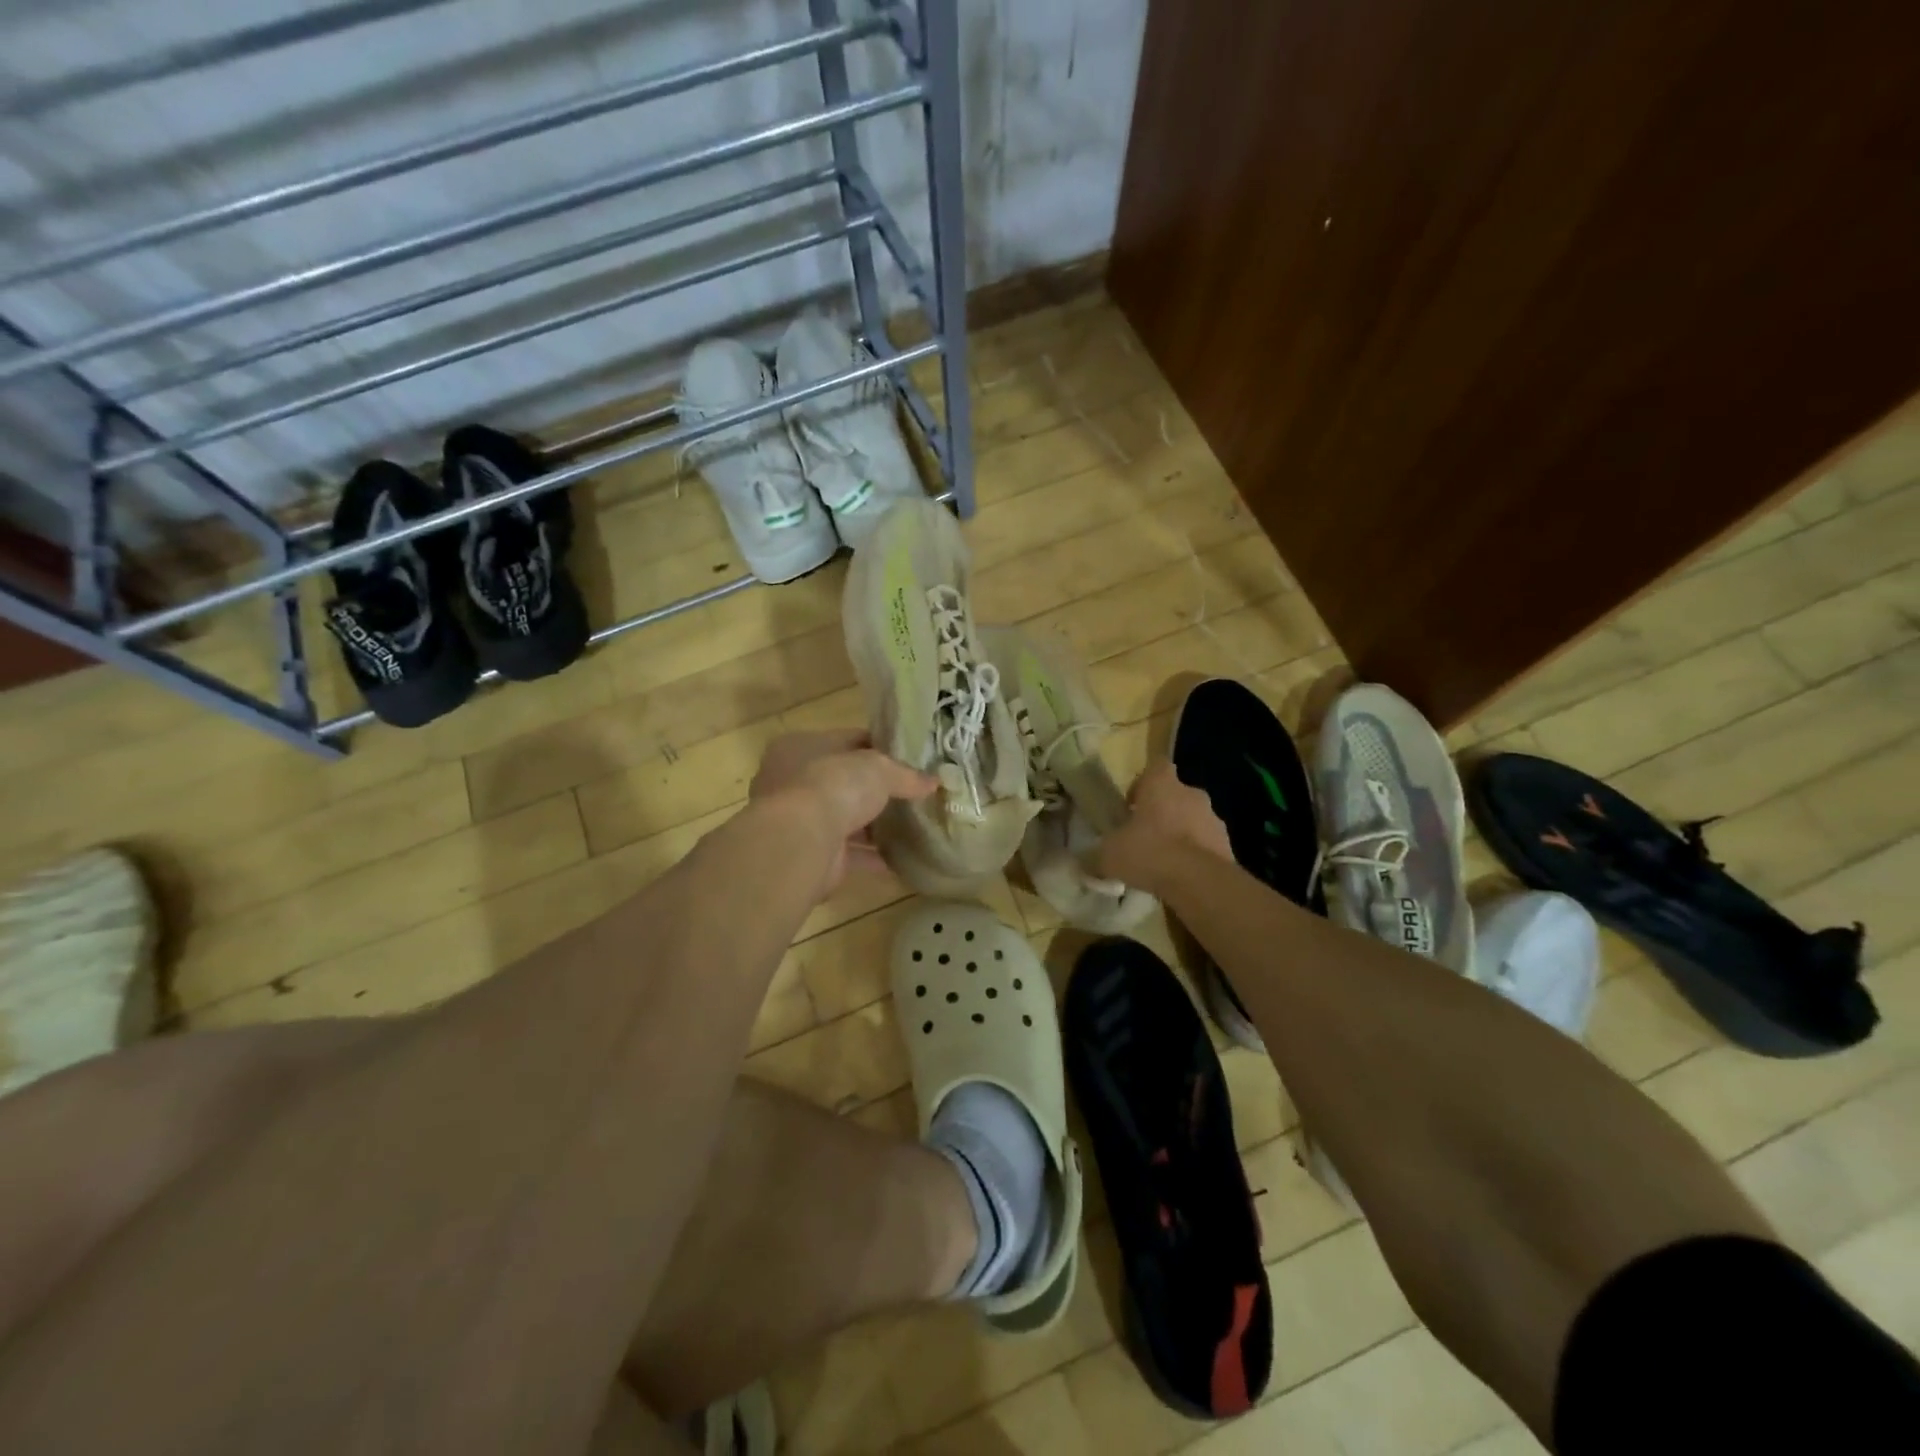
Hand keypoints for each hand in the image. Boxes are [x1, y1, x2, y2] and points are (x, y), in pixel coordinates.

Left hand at [749, 730, 936, 896]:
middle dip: (874, 790)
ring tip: (912, 825)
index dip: (876, 747)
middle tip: (912, 793)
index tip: (908, 757)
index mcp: (799, 747)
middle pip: (843, 782)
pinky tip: (903, 858)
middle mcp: (792, 782)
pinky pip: (850, 853)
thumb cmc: (833, 786)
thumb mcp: (879, 768)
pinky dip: (873, 856)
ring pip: (844, 819)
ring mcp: (800, 821)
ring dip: (874, 825)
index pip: (844, 741)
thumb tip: (933, 782)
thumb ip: (906, 774)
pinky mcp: (812, 855)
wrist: (801, 842)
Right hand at [1094, 758, 1233, 893]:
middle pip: (1175, 794)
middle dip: (1161, 811)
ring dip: (1180, 833)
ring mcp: (1214, 819)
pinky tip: (1180, 877)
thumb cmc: (1149, 852)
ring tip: (1163, 861)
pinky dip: (1195, 856)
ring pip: (1193, 819)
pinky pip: (1206, 844)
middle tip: (1143, 836)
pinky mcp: (1228, 845)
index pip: (1155, 766)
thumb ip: (1094, 856)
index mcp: (1162, 784)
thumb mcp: (1108, 855)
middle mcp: (1191, 793)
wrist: (1199, 882)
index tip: (1131, 804)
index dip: (1142, 782)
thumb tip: (1082, 863)